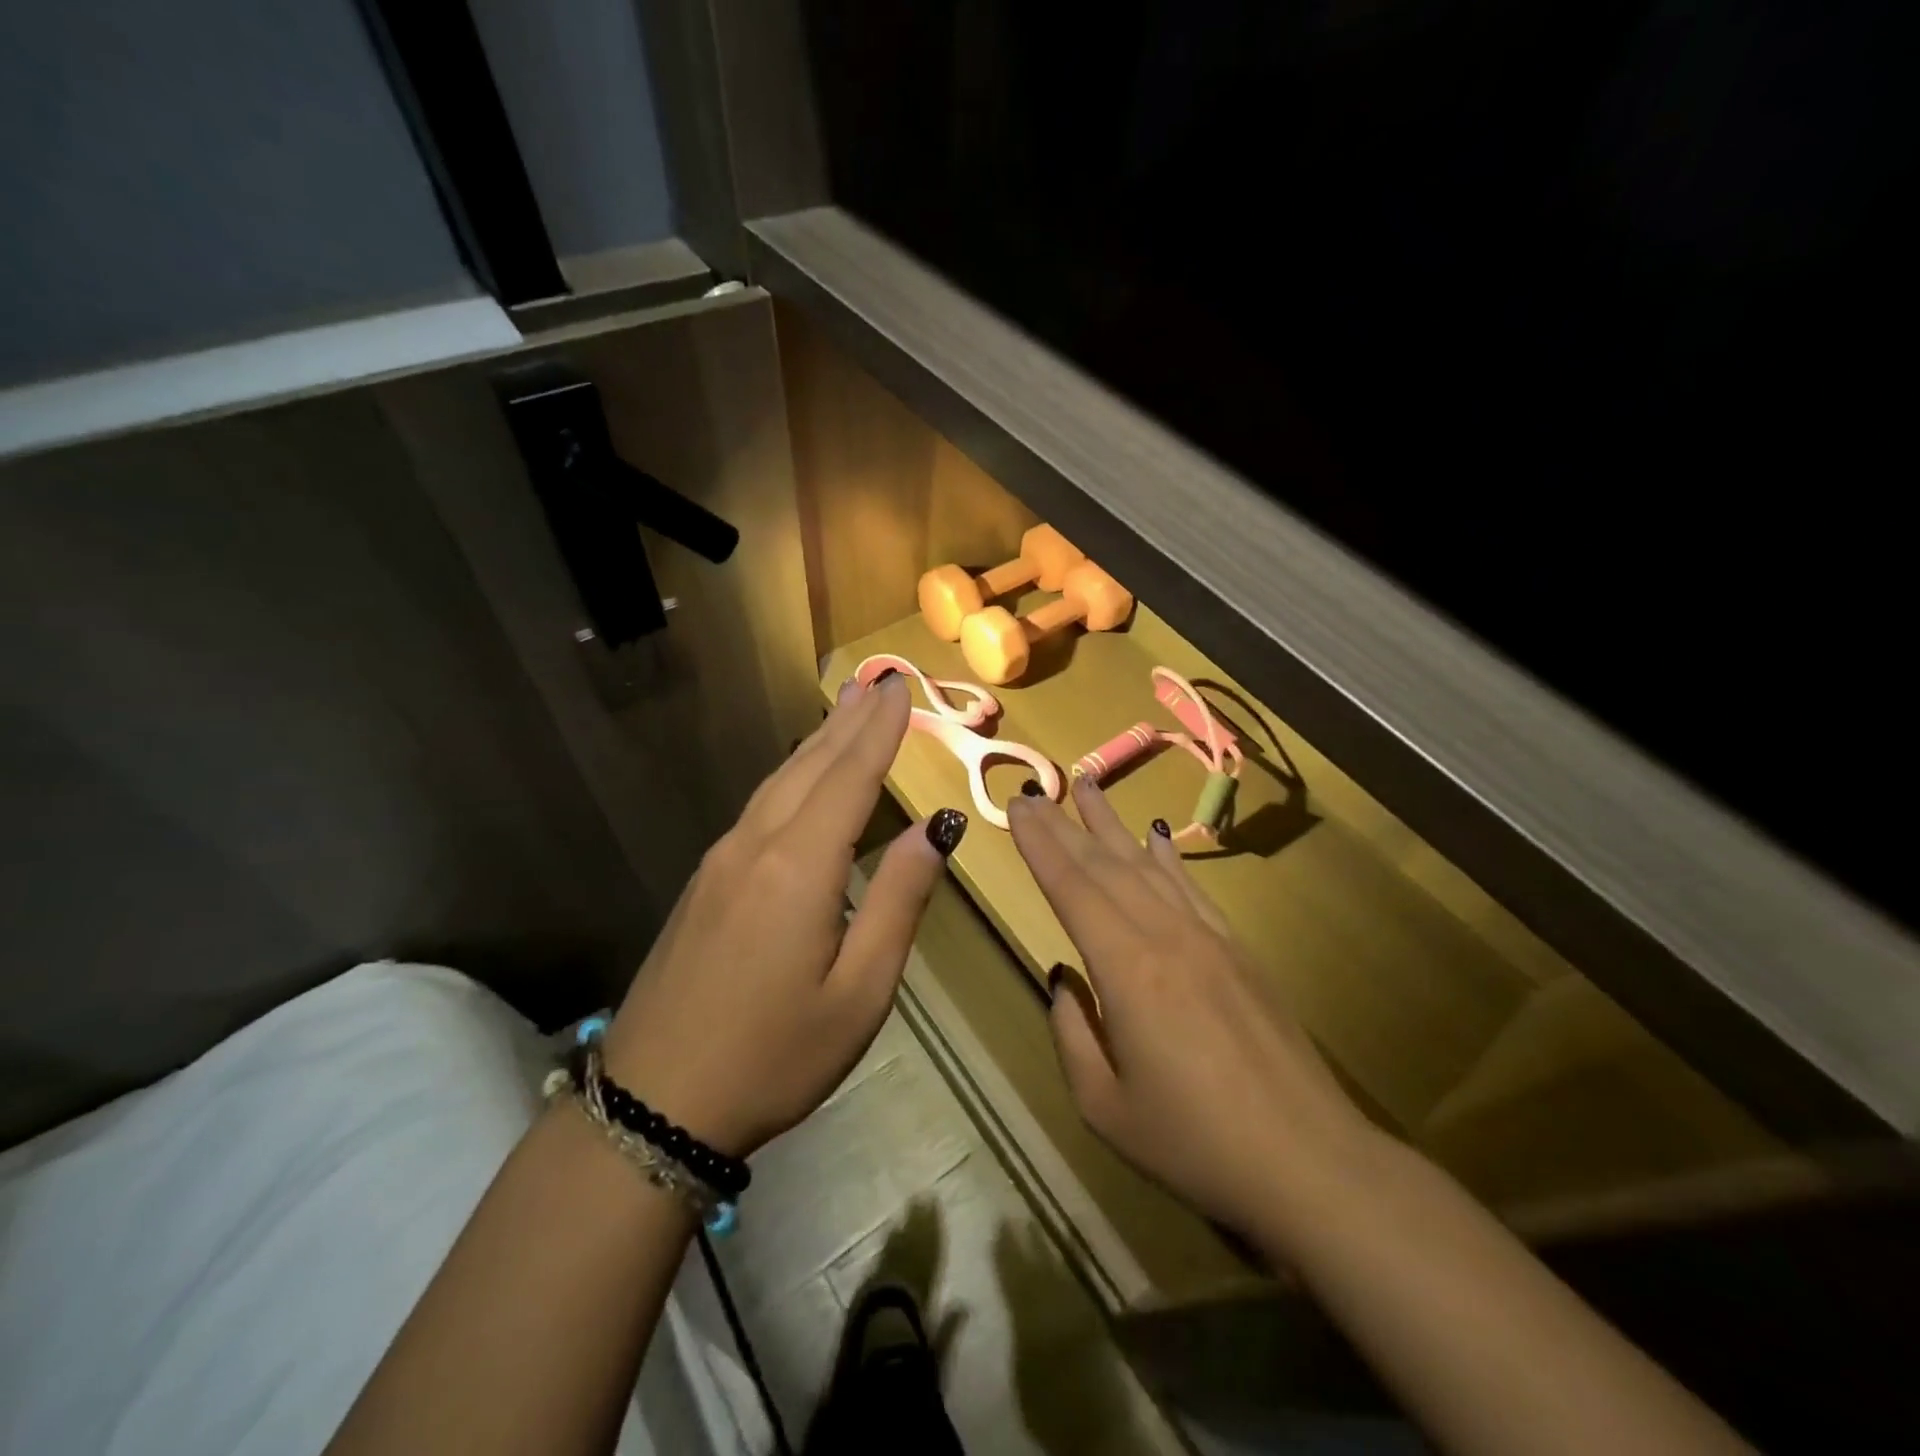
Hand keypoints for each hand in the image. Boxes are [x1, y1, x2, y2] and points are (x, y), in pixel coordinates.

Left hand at [602, 673, 965, 1157]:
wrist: (655, 1106)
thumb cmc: (776, 1055)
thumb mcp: (860, 991)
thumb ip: (897, 900)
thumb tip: (936, 829)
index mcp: (799, 867)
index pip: (850, 778)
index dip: (879, 731)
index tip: (899, 688)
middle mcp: (756, 846)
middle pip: (810, 767)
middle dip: (849, 722)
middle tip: (877, 681)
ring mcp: (721, 861)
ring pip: (779, 783)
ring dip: (818, 743)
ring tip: (845, 709)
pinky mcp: (705, 882)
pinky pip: (758, 807)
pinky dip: (791, 775)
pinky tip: (799, 776)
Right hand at [1008, 776, 1376, 1244]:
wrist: (1310, 1161)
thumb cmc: (1196, 1142)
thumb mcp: (1106, 1106)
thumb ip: (1073, 1033)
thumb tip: (1063, 978)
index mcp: (1127, 969)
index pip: (1072, 889)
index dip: (1040, 845)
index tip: (1017, 806)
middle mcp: (1165, 936)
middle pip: (1104, 866)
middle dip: (1064, 824)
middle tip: (1033, 790)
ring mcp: (1207, 938)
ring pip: (1147, 865)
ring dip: (1111, 824)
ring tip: (1087, 785)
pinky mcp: (1238, 950)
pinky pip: (1191, 888)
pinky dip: (1167, 857)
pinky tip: (1156, 835)